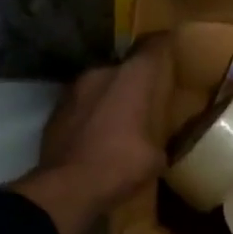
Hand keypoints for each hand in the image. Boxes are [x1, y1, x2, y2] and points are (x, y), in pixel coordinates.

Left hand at [12, 34, 173, 233]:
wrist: (67, 188)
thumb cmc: (121, 165)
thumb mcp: (157, 155)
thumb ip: (160, 134)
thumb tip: (157, 138)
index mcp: (133, 78)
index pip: (154, 46)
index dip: (166, 45)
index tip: (176, 50)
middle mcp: (102, 72)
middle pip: (126, 66)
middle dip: (138, 80)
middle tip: (152, 98)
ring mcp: (74, 89)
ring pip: (102, 84)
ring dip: (114, 96)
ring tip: (125, 119)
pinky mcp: (56, 109)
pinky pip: (84, 103)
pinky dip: (94, 112)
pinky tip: (101, 135)